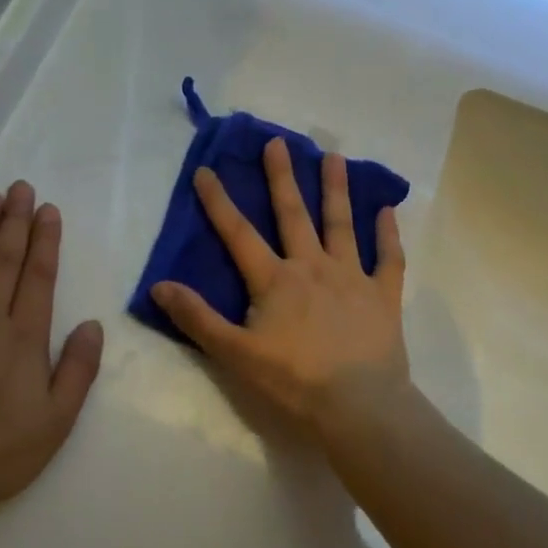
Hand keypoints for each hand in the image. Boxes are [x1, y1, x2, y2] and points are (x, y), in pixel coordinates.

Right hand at [151, 137, 410, 442]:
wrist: (359, 405)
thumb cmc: (293, 380)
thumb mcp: (234, 354)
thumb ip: (197, 318)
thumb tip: (159, 286)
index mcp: (275, 280)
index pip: (239, 234)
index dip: (219, 202)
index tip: (206, 170)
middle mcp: (312, 267)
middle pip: (293, 214)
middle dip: (282, 177)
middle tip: (278, 142)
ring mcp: (351, 277)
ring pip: (341, 225)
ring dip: (336, 190)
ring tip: (334, 157)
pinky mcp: (383, 295)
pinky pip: (388, 259)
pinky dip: (388, 234)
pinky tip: (388, 210)